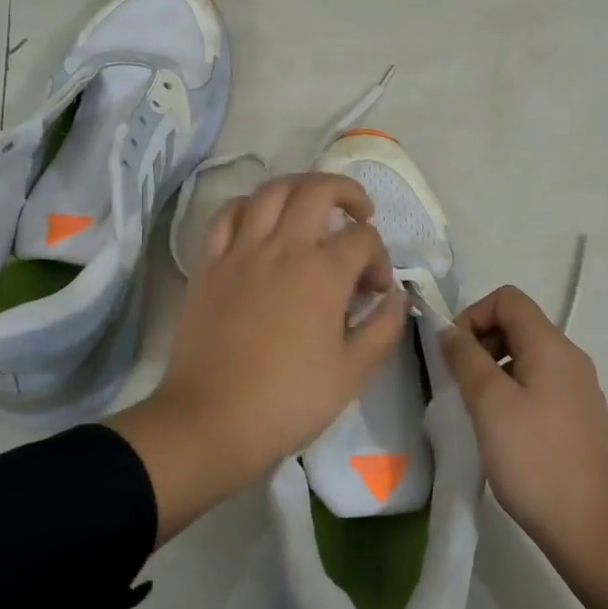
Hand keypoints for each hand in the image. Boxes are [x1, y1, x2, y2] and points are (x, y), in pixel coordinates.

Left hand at [108, 173, 407, 544]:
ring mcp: (241, 250)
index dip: (380, 258)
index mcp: (323, 272)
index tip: (376, 290)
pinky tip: (260, 222)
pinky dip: (250, 206)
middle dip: (348, 193)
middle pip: (319, 190)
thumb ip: (384, 327)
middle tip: (360, 214)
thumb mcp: (354, 372)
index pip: (364, 239)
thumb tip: (397, 295)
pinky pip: (228, 214)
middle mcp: (284, 247)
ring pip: (272, 190)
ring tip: (312, 205)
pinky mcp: (210, 263)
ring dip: (299, 187)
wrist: (212, 420)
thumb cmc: (289, 400)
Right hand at [439, 285, 607, 608]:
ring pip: (526, 356)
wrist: (592, 531)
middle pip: (518, 324)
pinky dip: (512, 390)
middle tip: (460, 382)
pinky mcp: (578, 417)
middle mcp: (570, 358)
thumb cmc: (535, 461)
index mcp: (552, 347)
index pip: (508, 299)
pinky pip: (538, 383)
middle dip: (481, 342)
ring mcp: (578, 389)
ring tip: (476, 409)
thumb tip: (449, 330)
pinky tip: (501, 429)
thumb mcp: (490, 404)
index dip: (473, 315)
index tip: (453, 354)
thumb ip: (465, 358)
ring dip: (493, 368)